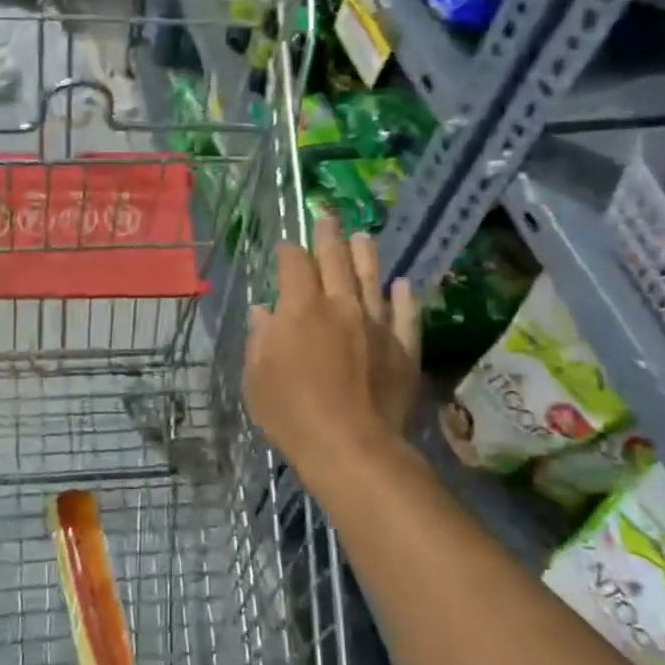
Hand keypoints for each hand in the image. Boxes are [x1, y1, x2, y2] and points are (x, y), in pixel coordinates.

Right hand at [244, 215, 421, 498]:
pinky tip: (404, 285)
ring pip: (372, 279)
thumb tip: (264, 312)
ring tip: (364, 236)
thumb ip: (261, 339)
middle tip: (329, 218)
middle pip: (335, 261)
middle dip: (329, 237)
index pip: (294, 265)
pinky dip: (405, 298)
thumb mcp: (257, 378)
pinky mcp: (403, 348)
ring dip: (367, 255)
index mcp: (301, 308)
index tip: (287, 247)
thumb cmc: (292, 413)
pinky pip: (406, 316)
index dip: (289, 252)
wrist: (352, 447)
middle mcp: (341, 306)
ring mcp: (376, 325)